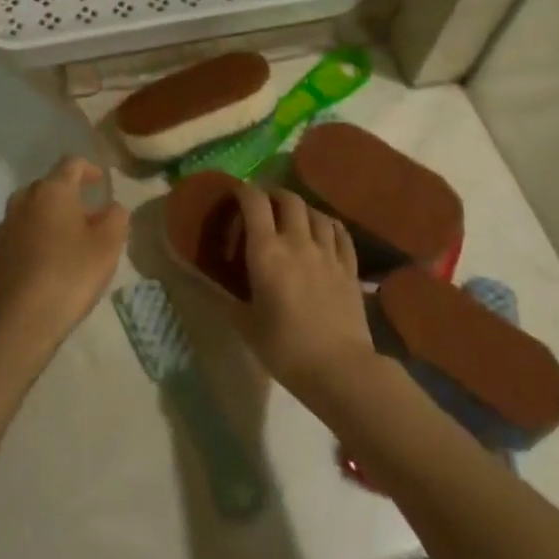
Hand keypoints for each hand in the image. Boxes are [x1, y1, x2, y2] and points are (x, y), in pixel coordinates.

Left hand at [0, 157, 128, 362]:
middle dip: (71, 196)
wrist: (18, 320)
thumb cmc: (69, 275)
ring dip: (53, 216)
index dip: (90, 169)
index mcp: (53, 190)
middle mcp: (25, 198)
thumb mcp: (108, 246)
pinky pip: (22, 231)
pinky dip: (38, 236)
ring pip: (34, 209)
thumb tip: (113, 207)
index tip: (102, 183)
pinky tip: (50, 261)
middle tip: (92, 217)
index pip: (72, 164)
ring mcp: (6, 224)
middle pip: (50, 186)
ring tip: (72, 240)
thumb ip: (116, 218)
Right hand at [216, 186, 376, 401]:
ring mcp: (328, 252)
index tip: (235, 193)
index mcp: (266, 252)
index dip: (244, 191)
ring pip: (316, 212)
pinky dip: (328, 224)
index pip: (254, 202)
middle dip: (274, 194)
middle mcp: (297, 242)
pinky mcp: (349, 267)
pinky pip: (340, 232)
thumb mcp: (246, 325)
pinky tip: (324, 230)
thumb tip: (208, 283)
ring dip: (301, 208)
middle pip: (288, 199)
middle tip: (264, 204)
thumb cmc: (285, 348)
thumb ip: (227, 298)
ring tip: (293, 217)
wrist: (339, 368)